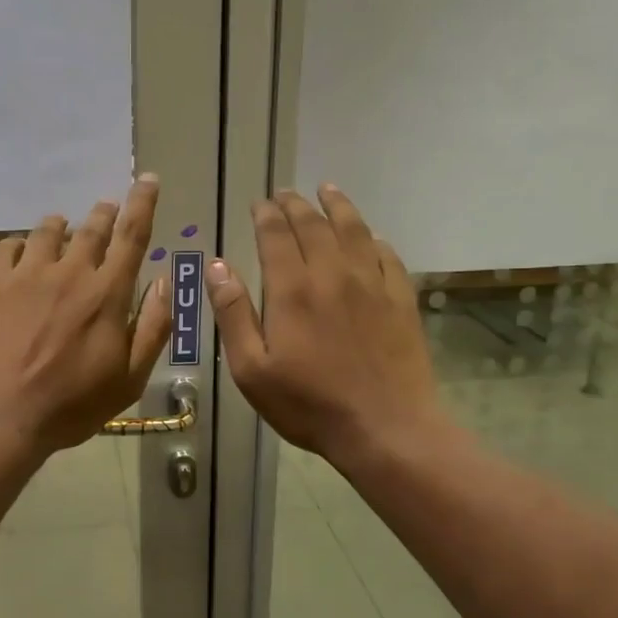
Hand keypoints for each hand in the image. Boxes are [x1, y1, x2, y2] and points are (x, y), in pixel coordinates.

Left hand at [0, 176, 172, 455]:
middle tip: (107, 208)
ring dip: (62, 226)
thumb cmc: (70, 406)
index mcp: (107, 294)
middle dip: (104, 213)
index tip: (148, 179)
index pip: (132, 236)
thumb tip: (164, 281)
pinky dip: (20, 246)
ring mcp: (26, 274)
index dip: (143, 203)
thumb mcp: (128, 379)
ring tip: (63, 229)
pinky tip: (21, 255)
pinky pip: (7, 247)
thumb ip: (153, 328)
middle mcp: (69, 272)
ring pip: (48, 231)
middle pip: (91, 227)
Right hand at [207, 186, 445, 468]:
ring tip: (328, 190)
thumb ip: (233, 314)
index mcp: (292, 290)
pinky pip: (387, 255)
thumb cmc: (309, 404)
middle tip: (285, 193)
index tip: (259, 203)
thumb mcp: (252, 369)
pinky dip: (373, 239)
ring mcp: (372, 284)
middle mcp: (332, 274)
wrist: (386, 427)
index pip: (275, 236)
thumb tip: (216, 266)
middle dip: (296, 205)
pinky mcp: (401, 299)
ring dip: (338, 206)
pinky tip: (369, 237)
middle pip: (313, 225)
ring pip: (353, 230)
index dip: (265, 215)